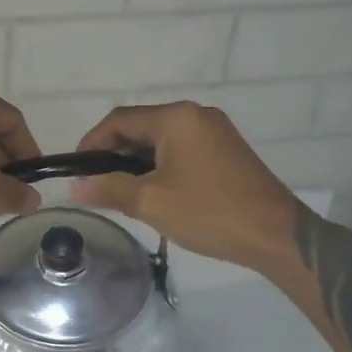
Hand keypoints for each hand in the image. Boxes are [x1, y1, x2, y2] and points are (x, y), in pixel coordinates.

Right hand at [70, 102, 306, 266]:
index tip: (76, 170)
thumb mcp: (150, 202)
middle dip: (113, 154)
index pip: (120, 120)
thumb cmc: (209, 212)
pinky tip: (153, 192)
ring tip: (120, 193)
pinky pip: (181, 150)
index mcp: (177, 118)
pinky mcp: (226, 151)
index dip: (92, 142)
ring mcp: (215, 132)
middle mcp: (196, 115)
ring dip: (136, 162)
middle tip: (95, 185)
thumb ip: (109, 189)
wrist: (275, 235)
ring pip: (160, 141)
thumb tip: (76, 187)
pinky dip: (159, 166)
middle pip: (140, 127)